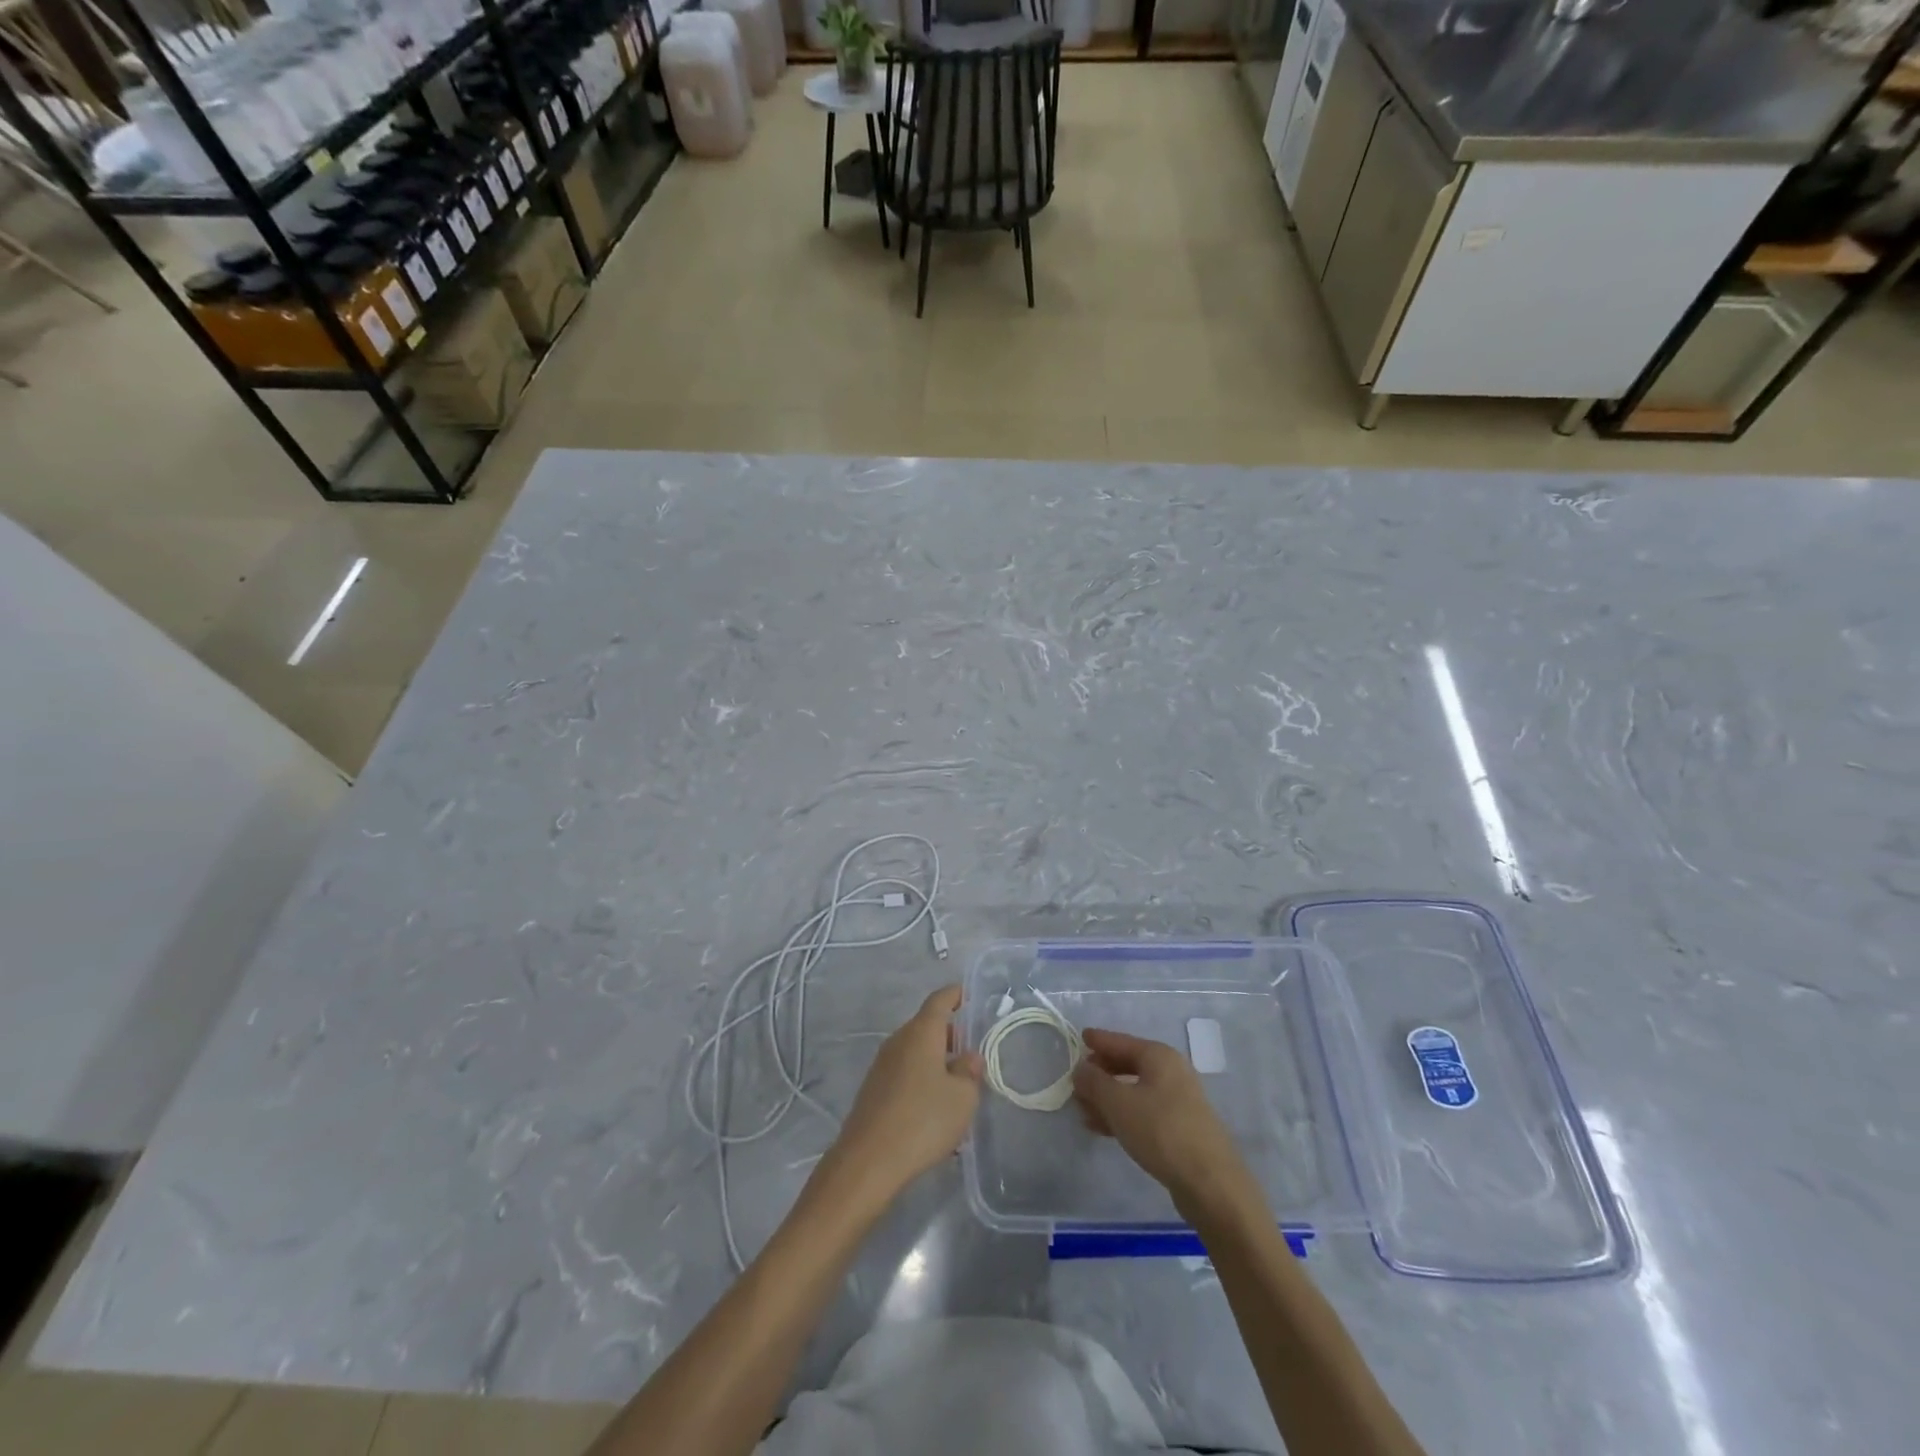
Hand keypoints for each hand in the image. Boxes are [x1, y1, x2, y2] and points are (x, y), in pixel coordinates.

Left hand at [818, 985, 982, 1210]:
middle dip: (950, 1033)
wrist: (868, 1161)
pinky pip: (905, 1071)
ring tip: (958, 1085)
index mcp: (921, 1032)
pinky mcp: (874, 1089)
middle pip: (926, 1025)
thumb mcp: (962, 1098)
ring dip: (936, 1059)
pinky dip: (922, 1077)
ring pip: (915, 1050)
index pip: (939, 1000)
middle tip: (972, 1052)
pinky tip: (934, 1106)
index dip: (955, 995)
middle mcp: (899, 1040)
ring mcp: (882, 1065)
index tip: (969, 995)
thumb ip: (969, 1072)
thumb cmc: (923, 1120)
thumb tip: (968, 1057)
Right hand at [1072, 1028, 1260, 1216]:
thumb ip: (1094, 1082)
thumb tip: (1080, 1069)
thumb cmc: (1161, 1130)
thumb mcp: (1118, 1103)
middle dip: (1101, 1073)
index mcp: (1158, 1056)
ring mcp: (1178, 1101)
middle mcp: (1171, 1072)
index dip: (1098, 1040)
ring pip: (1134, 1091)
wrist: (1211, 1183)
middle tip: (1076, 1081)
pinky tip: (1102, 1129)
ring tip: (1082, 1110)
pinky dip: (1122, 1115)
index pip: (1121, 1041)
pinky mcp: (1180, 1128)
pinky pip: (1143, 1112)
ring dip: (1107, 1099)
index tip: (1080, 1037)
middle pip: (1128, 1065)